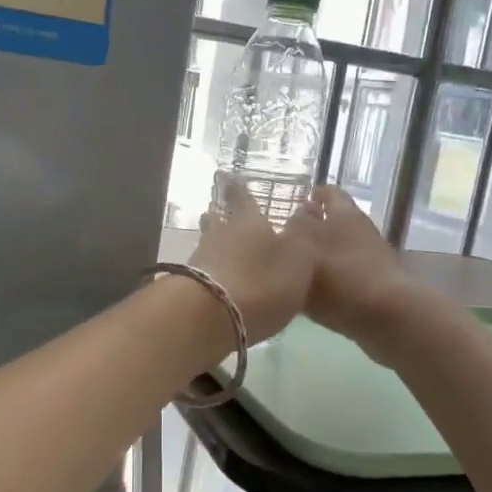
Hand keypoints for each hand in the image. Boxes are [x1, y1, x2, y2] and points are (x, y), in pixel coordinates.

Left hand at [188, 180, 318, 344]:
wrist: (211, 316)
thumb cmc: (262, 281)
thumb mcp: (299, 257)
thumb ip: (303, 235)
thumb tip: (303, 211)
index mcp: (248, 221)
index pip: (241, 196)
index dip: (238, 187)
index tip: (228, 176)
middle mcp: (220, 234)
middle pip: (217, 221)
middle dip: (220, 216)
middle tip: (218, 211)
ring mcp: (200, 260)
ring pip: (207, 245)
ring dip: (213, 245)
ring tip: (221, 249)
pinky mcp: (188, 287)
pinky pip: (202, 271)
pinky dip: (210, 272)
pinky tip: (217, 281)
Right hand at [303, 186, 430, 362]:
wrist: (386, 316)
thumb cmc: (339, 276)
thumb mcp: (304, 245)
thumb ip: (295, 228)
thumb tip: (297, 216)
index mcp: (344, 214)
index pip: (327, 194)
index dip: (312, 198)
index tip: (296, 206)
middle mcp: (360, 230)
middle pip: (337, 221)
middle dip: (318, 226)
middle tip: (292, 239)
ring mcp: (372, 258)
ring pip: (343, 248)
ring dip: (325, 254)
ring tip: (299, 268)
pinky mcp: (377, 286)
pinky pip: (348, 275)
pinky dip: (334, 279)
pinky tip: (316, 293)